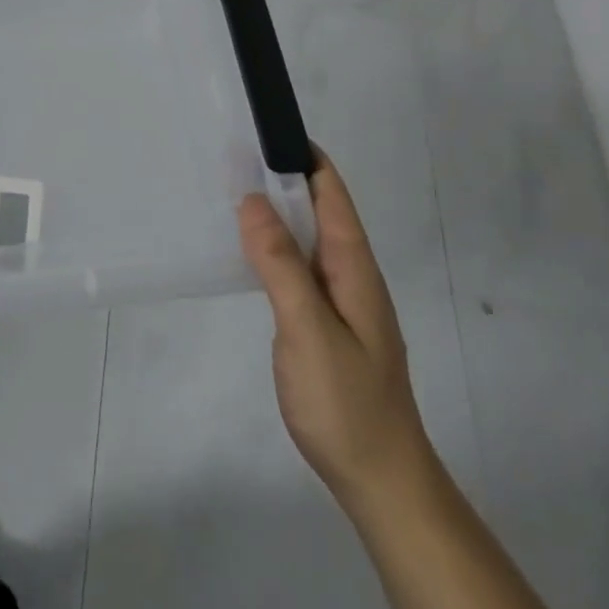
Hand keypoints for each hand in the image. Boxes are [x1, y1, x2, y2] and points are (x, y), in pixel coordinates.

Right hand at [239, 156, 436, 518]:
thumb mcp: (309, 330)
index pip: (332, 195)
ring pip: (305, 239)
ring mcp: (338, 300)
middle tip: (230, 154)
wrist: (380, 480)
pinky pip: (296, 267)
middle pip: (318, 210)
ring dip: (275, 212)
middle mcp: (349, 275)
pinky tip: (245, 250)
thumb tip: (253, 201)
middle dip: (282, 178)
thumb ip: (281, 265)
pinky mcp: (324, 323)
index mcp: (353, 268)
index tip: (265, 128)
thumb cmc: (347, 403)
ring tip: (229, 190)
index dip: (304, 158)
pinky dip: (272, 247)